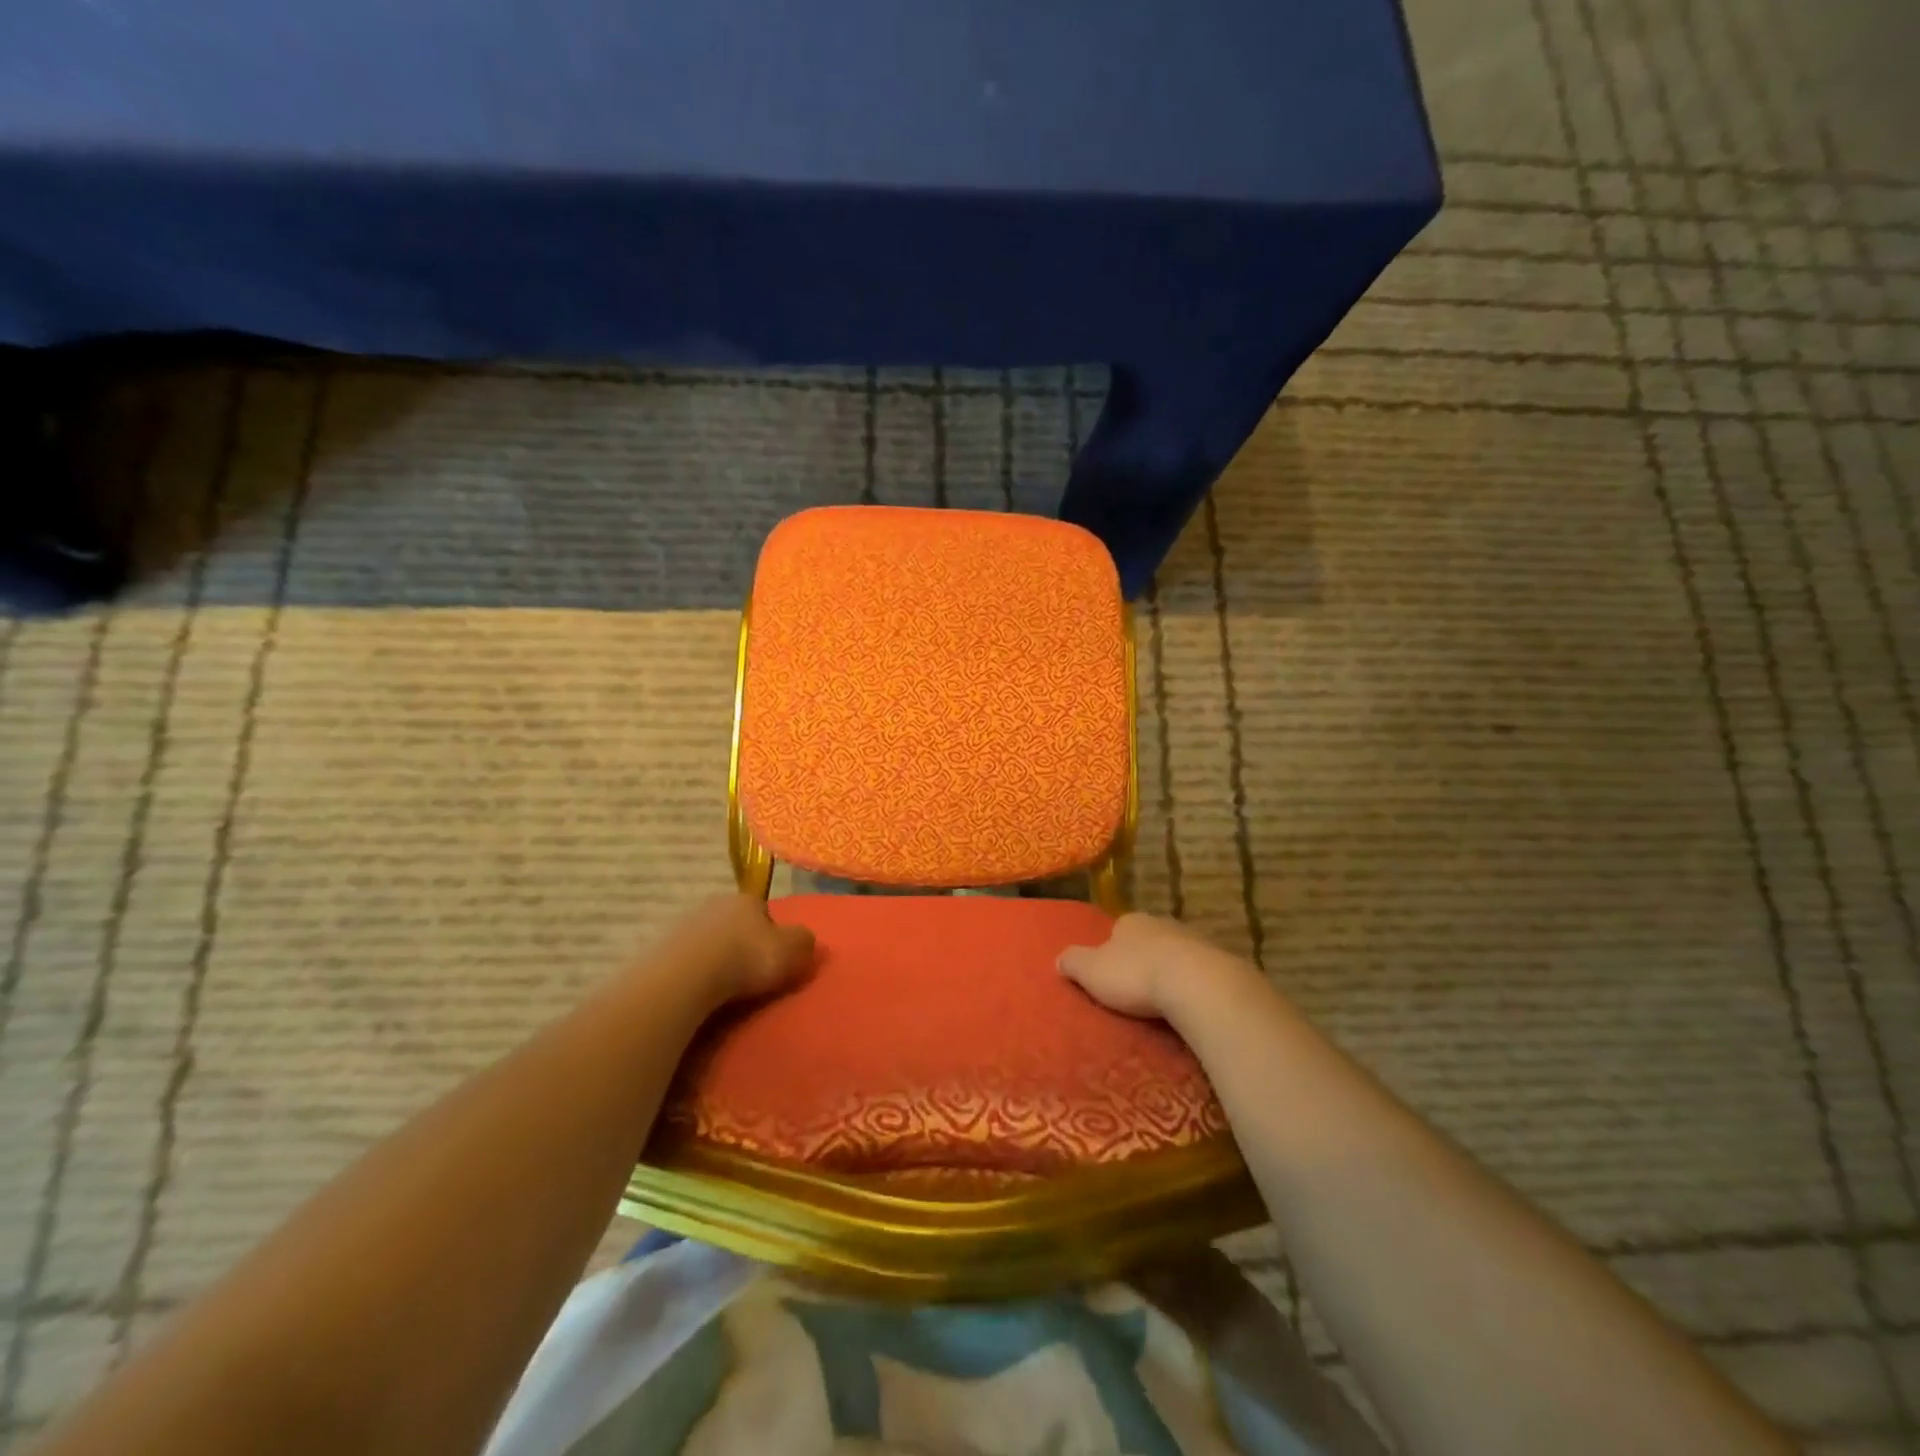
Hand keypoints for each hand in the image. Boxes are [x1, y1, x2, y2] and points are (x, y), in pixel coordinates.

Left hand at [665, 892, 815, 1007]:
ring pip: (707, 941)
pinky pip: (685, 962)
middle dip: (740, 944)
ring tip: (722, 989)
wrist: (686, 977)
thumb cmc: (747, 958)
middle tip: (748, 975)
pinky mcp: (659, 950)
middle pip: (733, 924)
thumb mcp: (793, 950)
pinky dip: (692, 974)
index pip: (764, 910)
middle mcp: (713, 904)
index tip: (774, 958)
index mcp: (746, 899)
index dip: (772, 933)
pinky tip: (698, 993)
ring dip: (714, 959)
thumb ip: (805, 941)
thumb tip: (805, 939)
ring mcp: (682, 925)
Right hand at [1057, 912, 1236, 1019]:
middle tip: (1136, 988)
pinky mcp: (1219, 963)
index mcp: (1130, 922)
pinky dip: (1193, 986)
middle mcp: (1162, 924)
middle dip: (1142, 959)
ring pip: (1176, 955)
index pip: (1117, 930)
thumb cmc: (1135, 974)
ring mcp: (1194, 941)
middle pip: (1148, 941)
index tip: (1110, 972)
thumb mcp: (1091, 971)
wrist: (1196, 984)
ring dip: (1170, 972)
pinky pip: (1199, 974)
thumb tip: (1059, 959)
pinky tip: (1189, 1004)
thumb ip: (1073, 962)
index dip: (1111, 949)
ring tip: (1163, 1000)